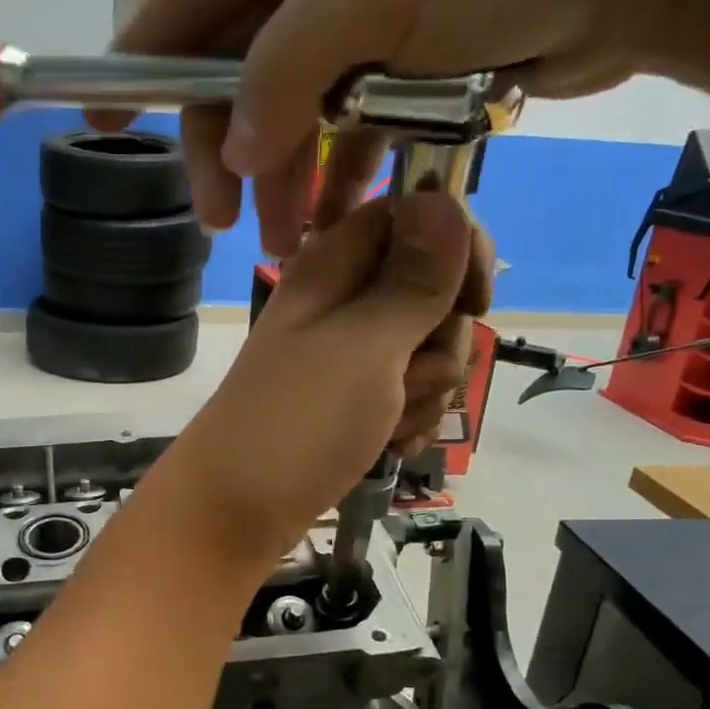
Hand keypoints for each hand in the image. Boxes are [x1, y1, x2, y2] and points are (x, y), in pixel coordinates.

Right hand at [89, 0, 700, 255]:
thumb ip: (283, 66)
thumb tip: (231, 148)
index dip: (137, 65)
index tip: (97, 126)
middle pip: (234, 73)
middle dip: (227, 153)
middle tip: (225, 226)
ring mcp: (355, 19)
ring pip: (286, 114)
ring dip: (281, 181)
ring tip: (286, 248)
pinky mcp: (397, 65)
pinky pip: (340, 131)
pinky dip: (332, 178)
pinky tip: (329, 225)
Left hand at [168, 191, 487, 563]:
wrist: (235, 511)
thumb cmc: (297, 425)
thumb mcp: (365, 347)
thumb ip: (413, 280)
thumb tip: (446, 198)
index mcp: (333, 266)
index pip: (415, 216)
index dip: (457, 250)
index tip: (474, 302)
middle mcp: (342, 301)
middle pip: (434, 290)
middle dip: (440, 342)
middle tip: (404, 379)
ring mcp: (347, 354)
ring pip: (429, 349)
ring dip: (426, 392)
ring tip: (387, 424)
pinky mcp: (353, 400)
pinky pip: (410, 393)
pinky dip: (409, 420)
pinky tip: (391, 446)